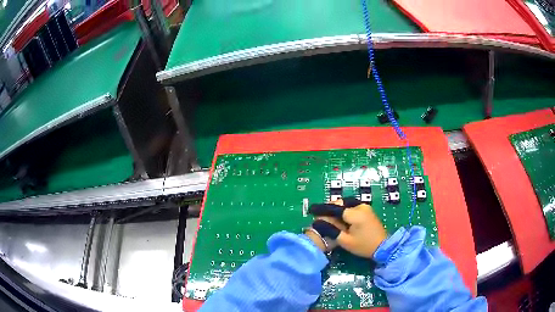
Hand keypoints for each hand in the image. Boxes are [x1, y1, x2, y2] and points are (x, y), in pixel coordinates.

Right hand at [308, 197, 386, 257]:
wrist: (384, 247)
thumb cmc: (364, 245)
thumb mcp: (345, 241)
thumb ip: (331, 230)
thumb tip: (318, 223)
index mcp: (354, 213)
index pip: (334, 208)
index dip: (322, 209)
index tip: (311, 210)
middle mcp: (360, 206)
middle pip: (340, 203)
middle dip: (329, 209)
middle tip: (320, 216)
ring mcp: (365, 207)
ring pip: (346, 204)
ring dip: (337, 209)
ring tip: (329, 217)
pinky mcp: (367, 210)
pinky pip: (352, 207)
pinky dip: (344, 211)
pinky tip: (340, 219)